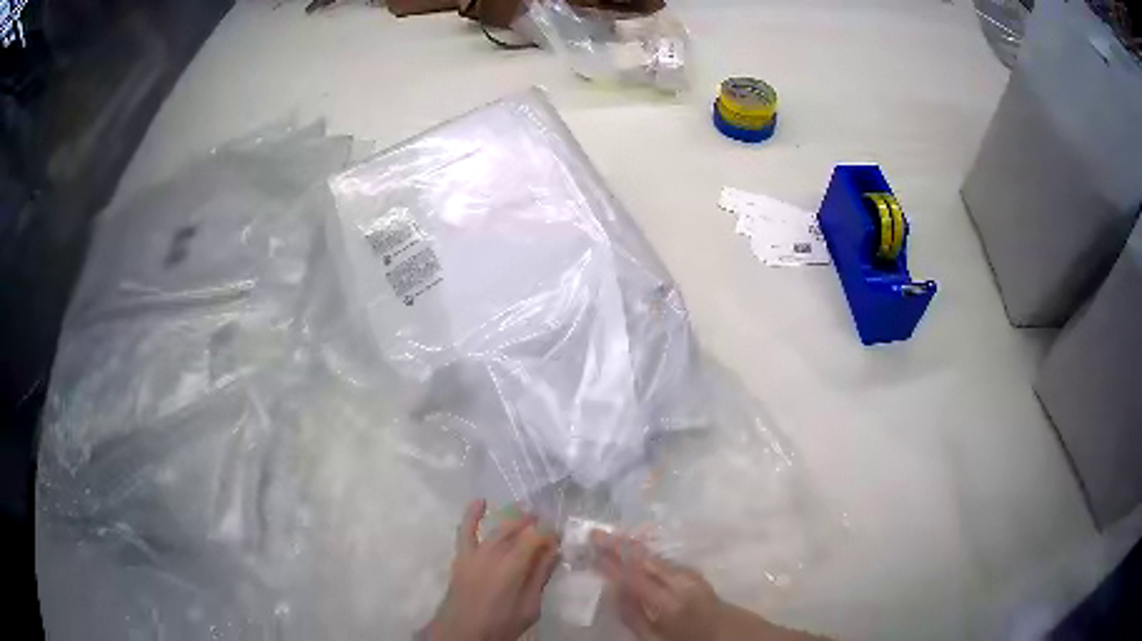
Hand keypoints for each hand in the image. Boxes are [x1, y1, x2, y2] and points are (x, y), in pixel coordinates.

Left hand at [423, 500, 560, 640]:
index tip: (560, 538)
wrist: (463, 631)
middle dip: (534, 524)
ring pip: (498, 528)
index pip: (537, 538)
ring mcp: (476, 553)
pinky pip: (466, 530)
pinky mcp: (462, 556)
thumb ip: (540, 577)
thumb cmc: (501, 623)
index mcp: (514, 566)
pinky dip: (472, 514)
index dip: (551, 534)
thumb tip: (554, 552)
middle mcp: (495, 553)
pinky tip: (480, 501)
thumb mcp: (530, 606)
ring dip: (513, 518)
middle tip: (548, 525)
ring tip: (527, 511)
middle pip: (518, 530)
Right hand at [592, 530, 722, 640]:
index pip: (635, 576)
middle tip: (597, 533)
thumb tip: (614, 589)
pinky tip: (638, 552)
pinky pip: (668, 561)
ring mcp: (693, 576)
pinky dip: (650, 555)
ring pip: (659, 558)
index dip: (612, 560)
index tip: (593, 546)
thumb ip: (633, 615)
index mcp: (669, 602)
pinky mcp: (697, 574)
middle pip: (647, 560)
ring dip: (635, 547)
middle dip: (622, 545)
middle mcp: (682, 583)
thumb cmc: (685, 638)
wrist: (727, 635)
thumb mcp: (653, 637)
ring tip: (612, 537)